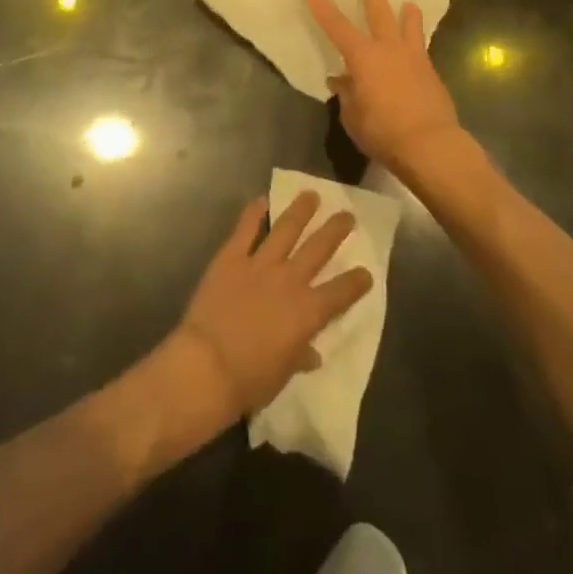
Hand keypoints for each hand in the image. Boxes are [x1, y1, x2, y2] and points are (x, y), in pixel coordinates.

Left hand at [172, 193, 372, 419]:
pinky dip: (253, 213)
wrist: (206, 365)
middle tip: (347, 215)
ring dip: (301, 210)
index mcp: (307, 312)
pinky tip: (262, 199)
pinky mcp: (231, 258)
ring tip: (311, 194)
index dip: (356, 282)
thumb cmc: (249, 379)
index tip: (366, 272)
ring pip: (286, 229)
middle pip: (318, 249)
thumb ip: (299, 356)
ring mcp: (260, 264)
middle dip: (335, 230)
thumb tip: (312, 354)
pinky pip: (245, 230)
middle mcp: (289, 280)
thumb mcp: (282, 374)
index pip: (340, 292)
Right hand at [306, 0, 472, 186]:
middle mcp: (388, 49)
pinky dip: (418, 44)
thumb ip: (347, 94)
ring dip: (407, 14)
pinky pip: (422, 49)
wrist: (430, 144)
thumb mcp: (353, 117)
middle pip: (378, 12)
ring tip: (409, 4)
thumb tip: (342, 81)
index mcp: (363, 57)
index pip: (336, 26)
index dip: (322, 6)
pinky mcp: (431, 73)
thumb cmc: (383, 131)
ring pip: (409, 27)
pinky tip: (418, 49)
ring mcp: (413, 58)